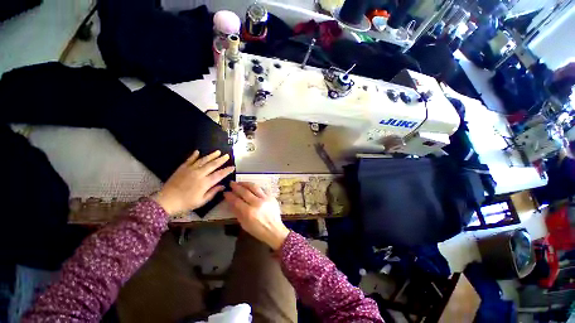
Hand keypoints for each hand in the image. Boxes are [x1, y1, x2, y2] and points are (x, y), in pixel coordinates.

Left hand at [154, 150, 234, 214]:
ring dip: (211, 155)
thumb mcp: (202, 201)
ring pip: (203, 160)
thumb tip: (223, 186)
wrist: (166, 201)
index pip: (219, 174)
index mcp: (205, 183)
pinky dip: (194, 155)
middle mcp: (199, 174)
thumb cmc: (186, 203)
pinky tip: (198, 151)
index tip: (233, 167)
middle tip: (227, 155)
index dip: (227, 170)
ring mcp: (190, 170)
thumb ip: (213, 192)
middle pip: (212, 165)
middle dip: (221, 160)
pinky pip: (189, 160)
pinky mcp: (182, 168)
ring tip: (218, 151)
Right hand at [224, 182, 289, 249]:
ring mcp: (266, 198)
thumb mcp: (244, 224)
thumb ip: (237, 212)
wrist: (274, 230)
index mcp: (249, 212)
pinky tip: (251, 187)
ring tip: (240, 182)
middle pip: (245, 191)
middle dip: (236, 186)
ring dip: (246, 183)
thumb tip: (230, 202)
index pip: (236, 200)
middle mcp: (257, 203)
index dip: (230, 196)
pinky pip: (262, 188)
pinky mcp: (272, 196)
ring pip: (254, 187)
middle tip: (231, 183)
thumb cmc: (258, 230)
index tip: (226, 192)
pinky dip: (255, 187)